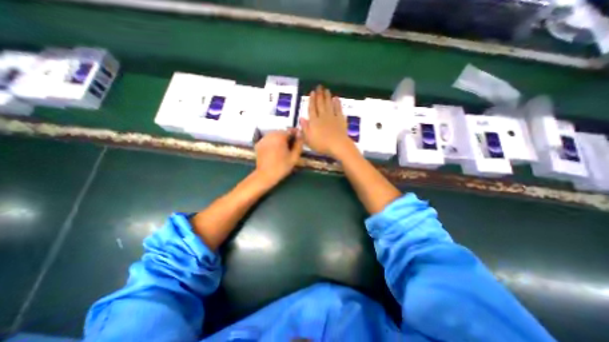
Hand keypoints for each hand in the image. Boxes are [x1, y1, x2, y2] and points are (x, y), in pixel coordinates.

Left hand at [254, 129, 302, 186]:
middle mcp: (270, 135)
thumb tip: (300, 134)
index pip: (290, 130)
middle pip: (281, 132)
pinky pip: (268, 139)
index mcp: (280, 137)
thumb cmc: (282, 167)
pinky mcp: (258, 144)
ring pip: (274, 135)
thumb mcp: (294, 157)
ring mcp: (263, 139)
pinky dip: (272, 142)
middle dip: (287, 137)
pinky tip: (275, 151)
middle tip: (291, 146)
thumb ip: (299, 144)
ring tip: (283, 149)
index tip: (298, 140)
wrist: (265, 175)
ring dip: (279, 139)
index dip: (296, 134)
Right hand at [300, 85, 357, 159]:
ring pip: (329, 104)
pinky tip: (336, 98)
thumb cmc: (321, 144)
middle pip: (320, 104)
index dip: (311, 100)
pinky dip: (337, 103)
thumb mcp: (308, 139)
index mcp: (314, 121)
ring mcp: (332, 117)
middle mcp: (322, 116)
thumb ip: (304, 128)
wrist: (338, 145)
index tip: (312, 92)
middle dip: (319, 95)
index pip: (312, 109)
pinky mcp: (340, 119)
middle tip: (319, 86)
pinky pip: (338, 109)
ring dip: (327, 97)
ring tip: (326, 90)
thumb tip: (301, 118)